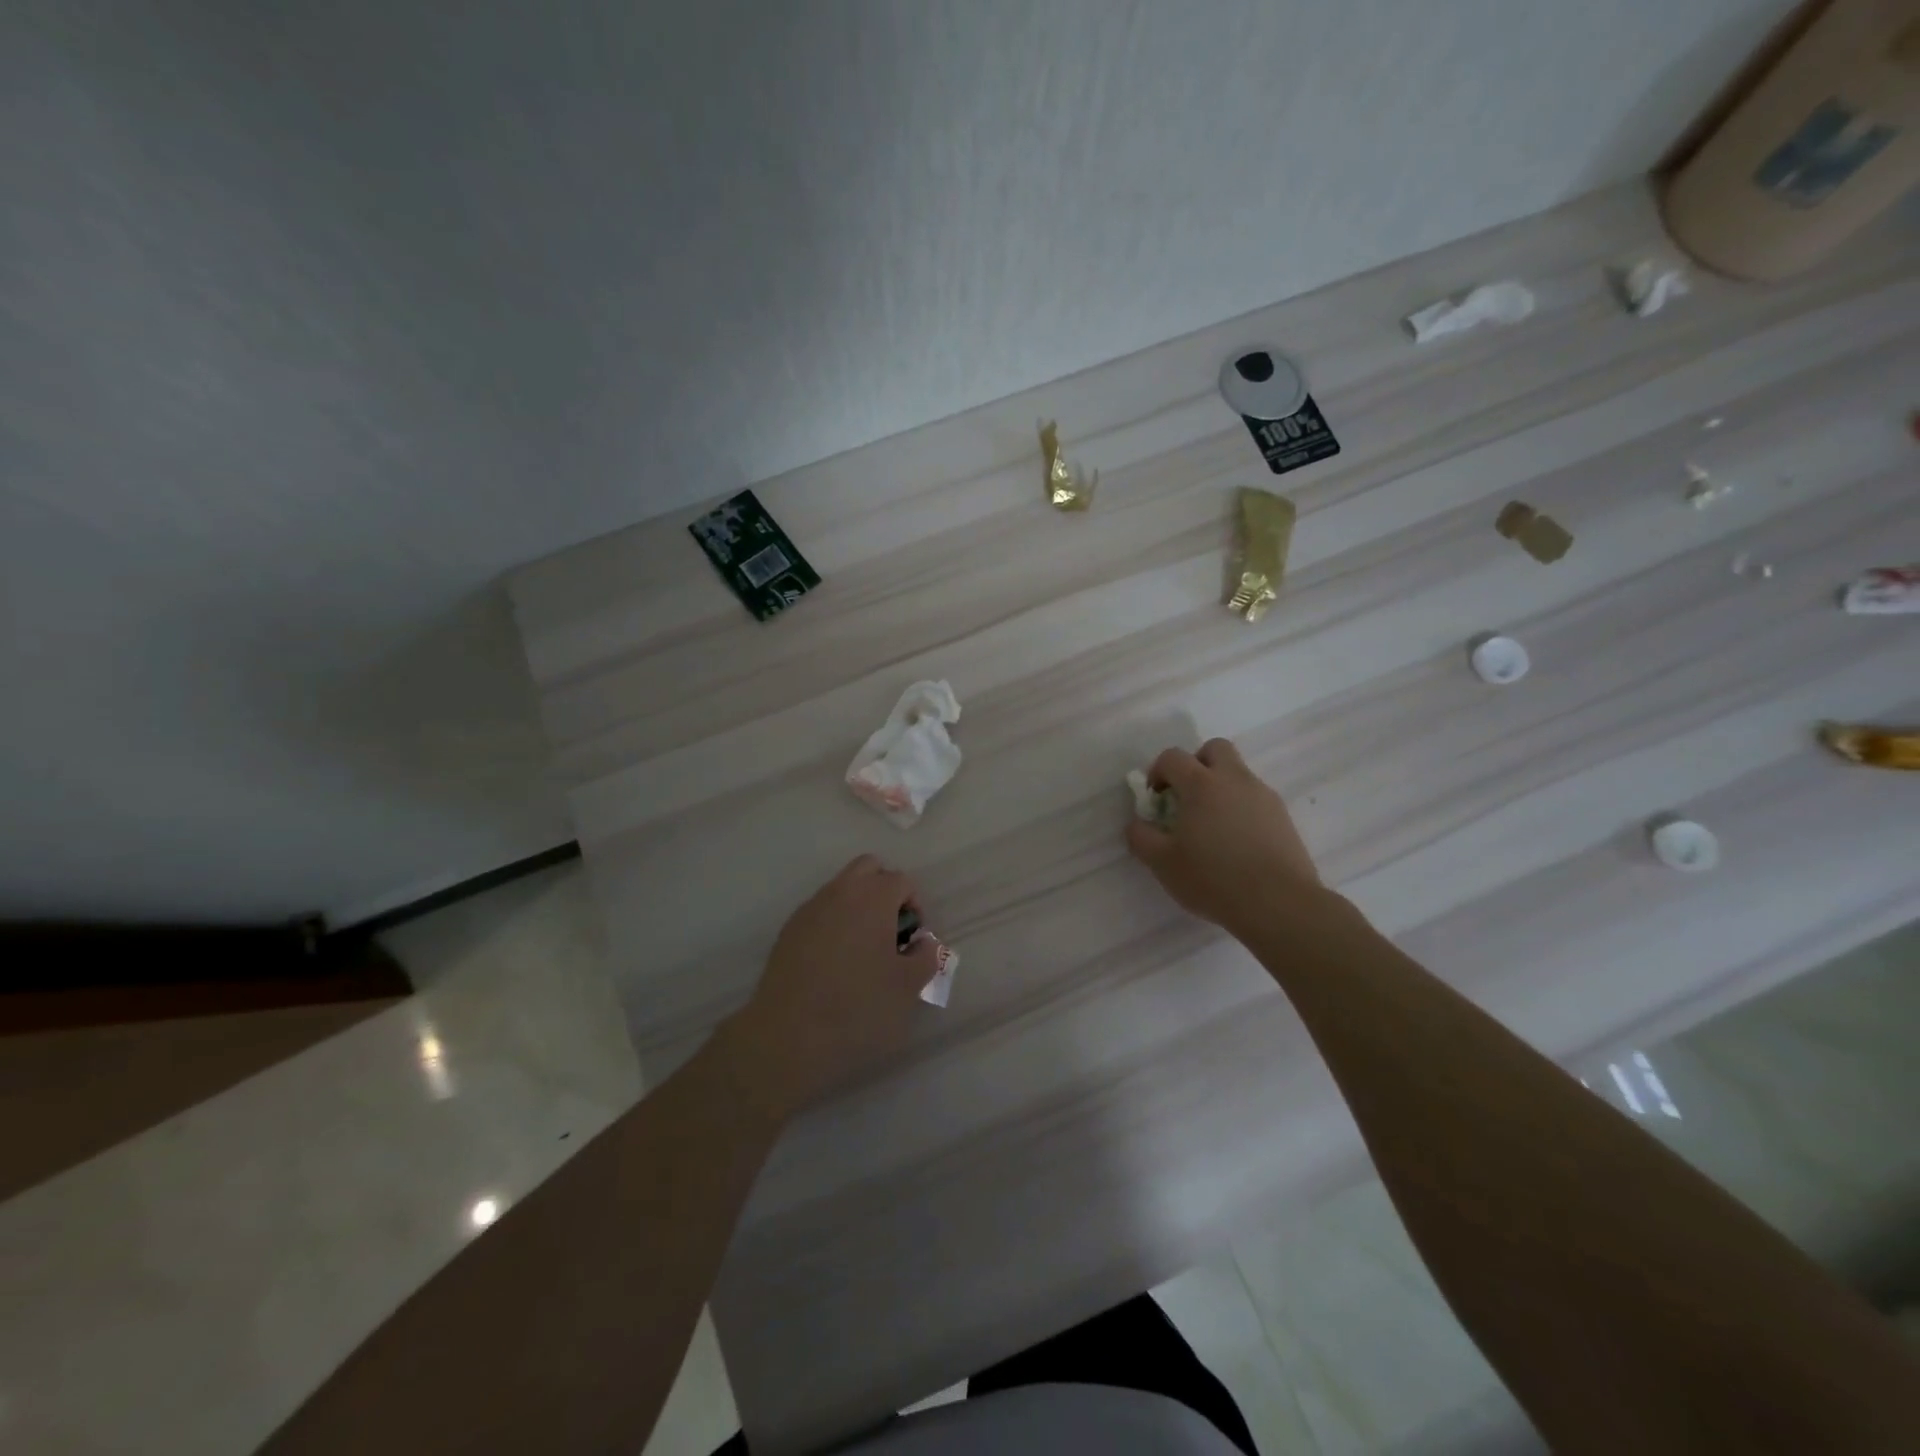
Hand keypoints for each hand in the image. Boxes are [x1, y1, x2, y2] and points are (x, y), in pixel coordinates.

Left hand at [723, 855, 938, 1120]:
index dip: (915, 907)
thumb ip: (926, 957)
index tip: (913, 942)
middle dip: (885, 891)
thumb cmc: (858, 1007)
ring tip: (863, 952)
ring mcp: (809, 910)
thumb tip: (923, 943)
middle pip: (868, 868)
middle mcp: (840, 892)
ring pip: (841, 888)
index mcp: (873, 897)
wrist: (788, 1036)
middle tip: (890, 933)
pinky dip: (833, 924)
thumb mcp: (908, 987)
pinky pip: (819, 912)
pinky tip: (834, 964)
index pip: (902, 881)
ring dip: (858, 906)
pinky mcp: (788, 932)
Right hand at [1125, 738, 1324, 937]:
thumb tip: (1137, 824)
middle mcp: (1234, 779)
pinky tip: (1237, 843)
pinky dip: (1241, 808)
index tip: (1155, 799)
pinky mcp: (1283, 816)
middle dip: (1196, 764)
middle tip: (1187, 797)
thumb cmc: (1213, 878)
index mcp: (1201, 784)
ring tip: (1212, 827)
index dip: (1157, 772)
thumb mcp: (1162, 863)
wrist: (1279, 903)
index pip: (1173, 757)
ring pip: (1238, 774)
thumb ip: (1141, 837)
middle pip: (1214, 748)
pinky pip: (1256, 798)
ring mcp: (1263, 796)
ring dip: (1220, 787)